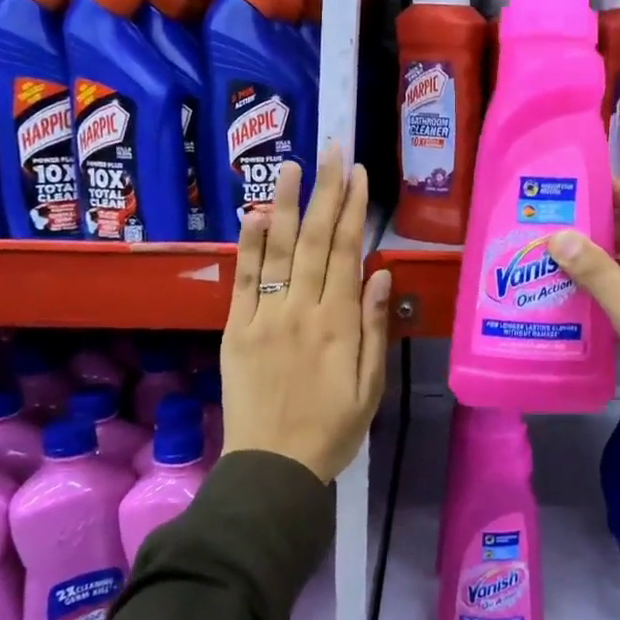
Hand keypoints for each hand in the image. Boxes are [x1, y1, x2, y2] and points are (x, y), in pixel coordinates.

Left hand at [221, 147, 391, 482]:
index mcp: (340, 324)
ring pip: (278, 251)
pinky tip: (256, 214)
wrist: (274, 468)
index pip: (347, 253)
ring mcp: (265, 318)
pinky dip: (250, 245)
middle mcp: (303, 311)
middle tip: (331, 150)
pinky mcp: (236, 330)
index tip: (358, 174)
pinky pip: (244, 280)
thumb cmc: (333, 429)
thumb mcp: (371, 386)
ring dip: (286, 204)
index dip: (353, 210)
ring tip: (291, 165)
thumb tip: (383, 274)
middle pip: (316, 241)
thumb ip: (376, 328)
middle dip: (325, 192)